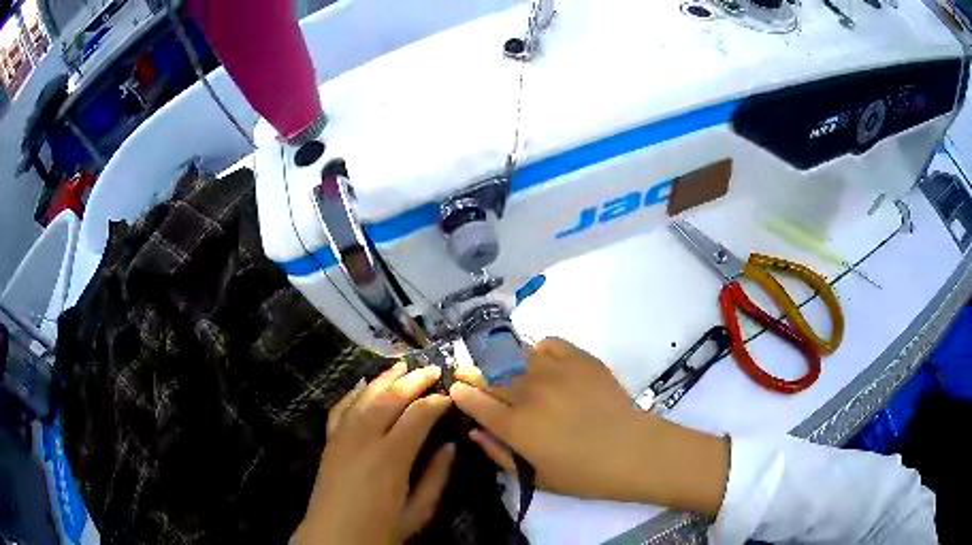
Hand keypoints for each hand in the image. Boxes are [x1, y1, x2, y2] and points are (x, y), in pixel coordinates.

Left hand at [294, 363, 455, 543]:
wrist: (334, 537)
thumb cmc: (381, 529)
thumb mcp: (418, 511)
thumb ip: (436, 476)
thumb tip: (450, 445)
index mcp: (391, 457)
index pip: (418, 416)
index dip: (436, 402)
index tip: (449, 395)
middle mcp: (365, 438)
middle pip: (390, 398)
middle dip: (413, 380)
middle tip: (432, 368)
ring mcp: (343, 437)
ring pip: (365, 397)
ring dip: (385, 379)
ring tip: (402, 365)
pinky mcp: (329, 441)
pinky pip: (341, 408)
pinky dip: (354, 393)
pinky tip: (363, 384)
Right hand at [449, 338, 727, 515]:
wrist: (633, 451)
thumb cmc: (583, 474)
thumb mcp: (536, 477)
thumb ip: (499, 454)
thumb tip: (475, 432)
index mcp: (515, 425)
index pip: (473, 401)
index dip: (462, 393)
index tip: (458, 391)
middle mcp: (529, 392)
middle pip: (490, 376)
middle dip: (477, 377)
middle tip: (477, 380)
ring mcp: (555, 371)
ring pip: (516, 358)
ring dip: (509, 367)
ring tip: (517, 377)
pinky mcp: (580, 358)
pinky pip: (548, 343)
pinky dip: (539, 351)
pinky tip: (544, 364)